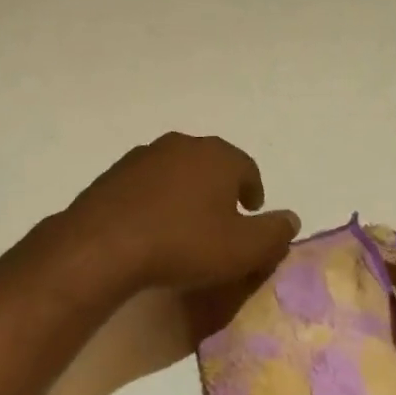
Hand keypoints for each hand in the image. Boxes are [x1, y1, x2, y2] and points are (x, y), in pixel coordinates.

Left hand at [60, 133, 300, 291]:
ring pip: (175, 172)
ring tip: (185, 225)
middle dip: (219, 189)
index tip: (252, 213)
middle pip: (210, 165)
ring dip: (185, 193)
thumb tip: (291, 219)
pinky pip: (145, 186)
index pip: (247, 168)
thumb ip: (274, 233)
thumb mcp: (243, 248)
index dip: (253, 191)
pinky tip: (151, 228)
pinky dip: (154, 201)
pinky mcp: (112, 175)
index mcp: (217, 156)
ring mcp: (142, 157)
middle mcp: (181, 145)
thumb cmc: (185, 244)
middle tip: (221, 219)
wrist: (104, 246)